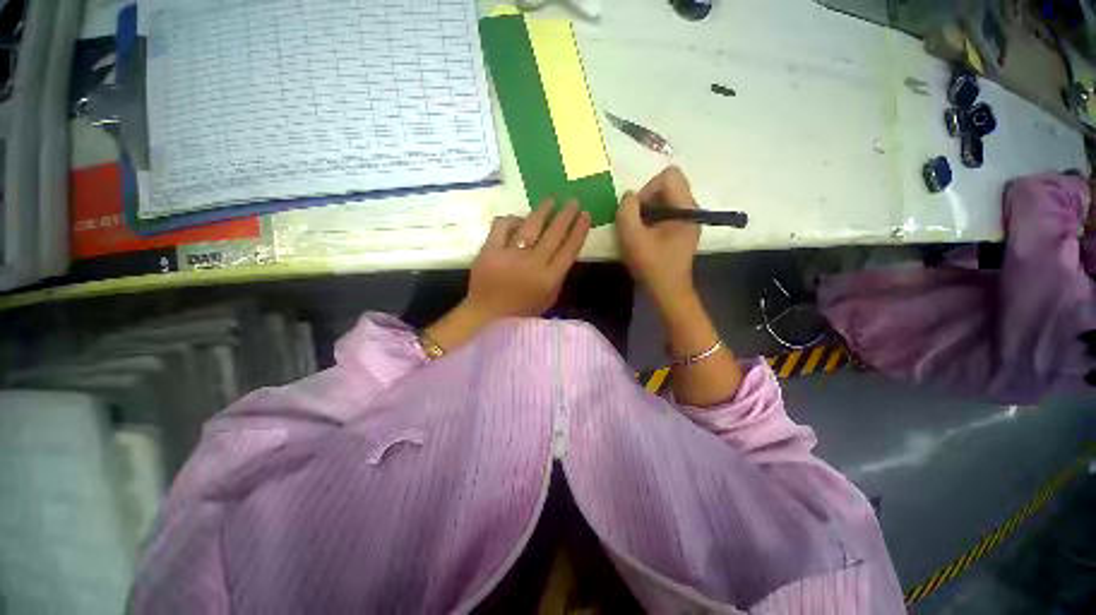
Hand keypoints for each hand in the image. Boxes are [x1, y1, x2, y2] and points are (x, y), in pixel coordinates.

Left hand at [423, 200, 589, 353]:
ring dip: (543, 210)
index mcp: (549, 279)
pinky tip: (518, 221)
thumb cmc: (521, 311)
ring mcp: (510, 256)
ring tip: (551, 201)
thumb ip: (558, 276)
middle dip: (566, 215)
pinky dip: (512, 220)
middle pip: (554, 233)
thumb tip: (564, 249)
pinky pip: (502, 225)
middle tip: (573, 201)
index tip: (585, 215)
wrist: (487, 316)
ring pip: (531, 225)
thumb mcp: (548, 299)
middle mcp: (533, 264)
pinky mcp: (490, 250)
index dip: (579, 230)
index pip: (569, 249)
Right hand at [616, 166, 700, 312]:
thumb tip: (629, 196)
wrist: (668, 290)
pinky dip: (653, 217)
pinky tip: (646, 234)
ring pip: (667, 197)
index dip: (647, 189)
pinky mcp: (683, 228)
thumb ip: (627, 211)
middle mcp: (692, 209)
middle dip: (647, 199)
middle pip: (668, 184)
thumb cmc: (652, 265)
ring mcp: (689, 219)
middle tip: (636, 221)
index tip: (637, 211)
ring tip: (640, 229)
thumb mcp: (633, 238)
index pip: (669, 176)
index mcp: (685, 209)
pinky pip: (667, 210)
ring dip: (648, 208)